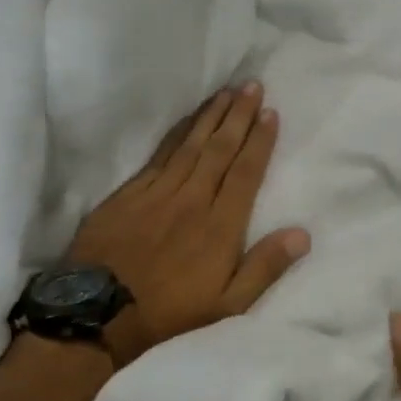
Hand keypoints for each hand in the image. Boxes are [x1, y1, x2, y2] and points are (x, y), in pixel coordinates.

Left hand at [65, 83, 310, 368]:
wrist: (97, 315)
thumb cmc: (170, 313)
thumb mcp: (228, 304)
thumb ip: (265, 267)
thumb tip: (303, 234)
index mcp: (220, 225)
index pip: (245, 172)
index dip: (259, 141)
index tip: (270, 112)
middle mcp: (192, 200)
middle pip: (219, 149)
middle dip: (238, 115)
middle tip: (251, 85)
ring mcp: (157, 193)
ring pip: (190, 145)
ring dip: (210, 116)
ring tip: (226, 92)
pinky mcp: (129, 195)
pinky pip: (159, 155)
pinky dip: (176, 133)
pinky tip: (187, 121)